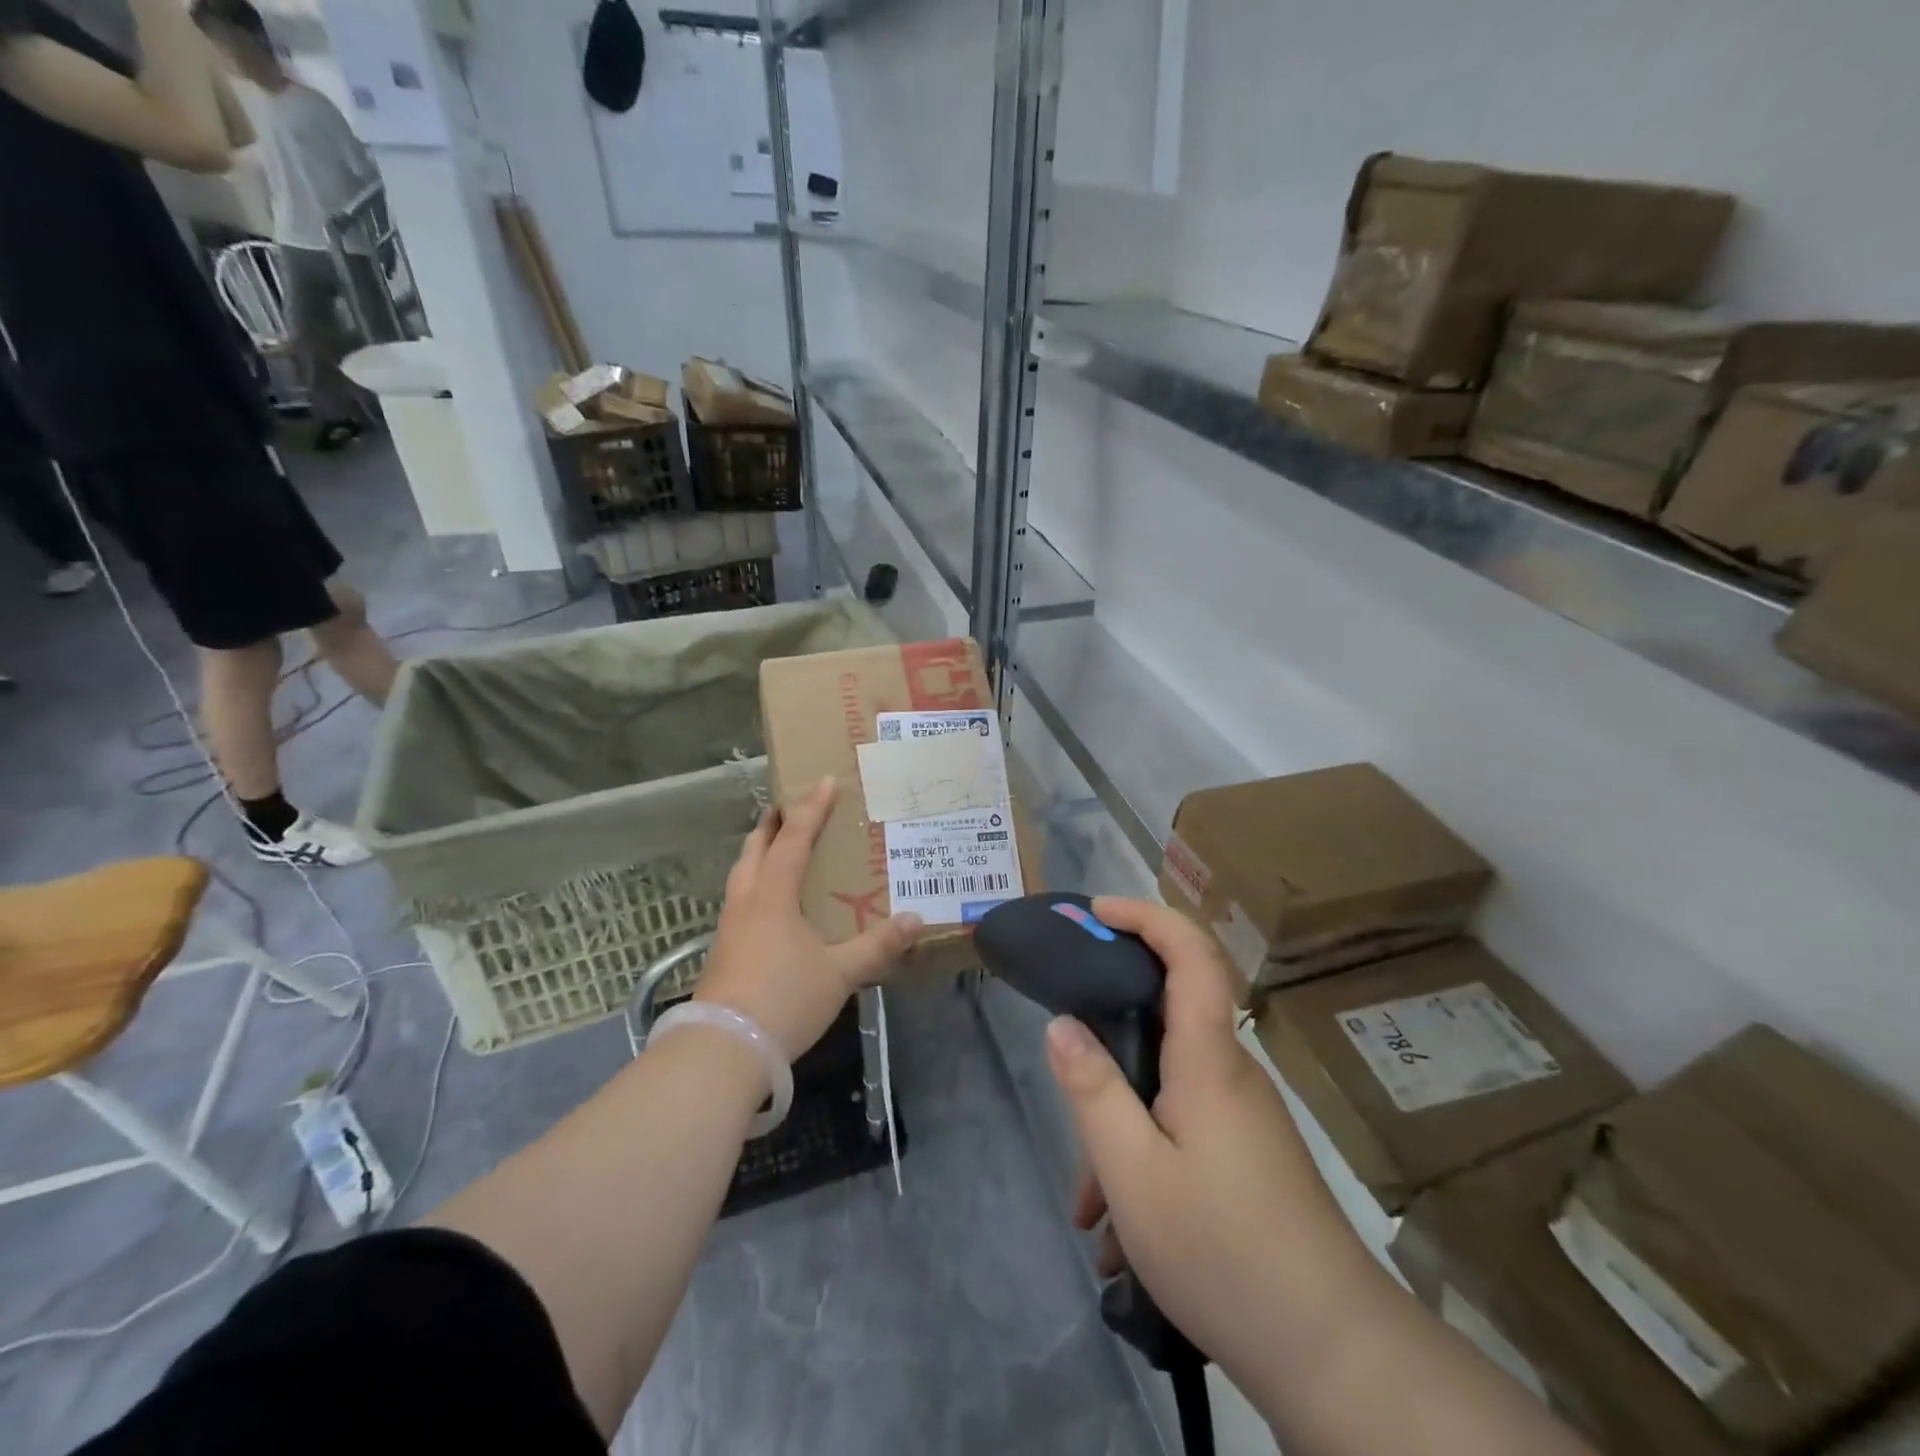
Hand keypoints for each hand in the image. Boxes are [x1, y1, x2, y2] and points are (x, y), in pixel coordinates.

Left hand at [693, 776, 921, 1060]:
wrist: (723, 1050)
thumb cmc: (784, 998)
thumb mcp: (839, 973)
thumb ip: (877, 945)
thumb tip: (916, 919)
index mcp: (772, 894)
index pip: (794, 839)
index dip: (811, 809)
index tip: (824, 781)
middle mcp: (746, 901)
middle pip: (755, 848)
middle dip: (773, 824)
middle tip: (791, 807)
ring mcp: (729, 926)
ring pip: (742, 874)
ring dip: (760, 853)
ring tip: (779, 848)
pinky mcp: (723, 951)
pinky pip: (741, 900)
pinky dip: (756, 884)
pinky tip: (770, 904)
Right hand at [1046, 897, 1362, 1395]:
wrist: (1332, 1353)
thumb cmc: (1223, 1248)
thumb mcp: (1133, 1171)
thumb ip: (1093, 1088)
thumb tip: (1062, 1025)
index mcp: (1208, 1058)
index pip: (1191, 952)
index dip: (1146, 915)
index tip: (1097, 911)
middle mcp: (1230, 1073)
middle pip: (1168, 1015)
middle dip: (1111, 1033)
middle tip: (1067, 1058)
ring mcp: (1243, 1116)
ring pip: (1167, 1086)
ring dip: (1121, 1124)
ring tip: (1089, 1202)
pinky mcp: (1248, 1155)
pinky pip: (1183, 1128)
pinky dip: (1145, 1159)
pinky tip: (1121, 1235)